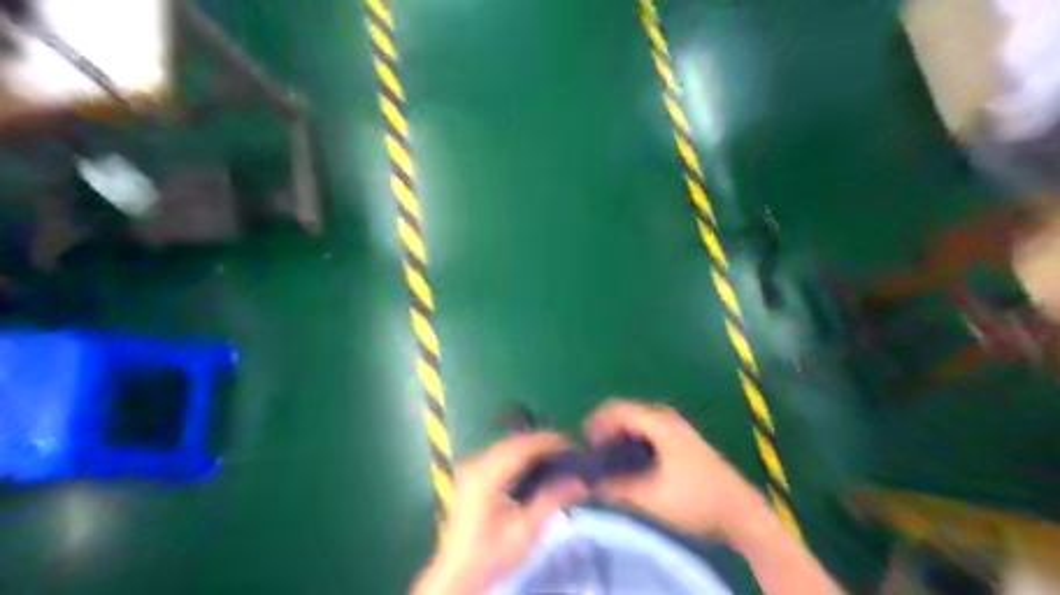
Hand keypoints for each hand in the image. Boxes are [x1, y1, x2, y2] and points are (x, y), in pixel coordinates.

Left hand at [408, 432, 587, 594]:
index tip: (572, 445)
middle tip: (568, 450)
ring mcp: (470, 468)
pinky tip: (534, 465)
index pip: (521, 446)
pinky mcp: (471, 477)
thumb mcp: (525, 531)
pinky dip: (519, 456)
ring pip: (506, 447)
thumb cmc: (491, 554)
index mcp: (486, 474)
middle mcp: (475, 464)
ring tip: (556, 455)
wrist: (457, 574)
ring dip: (530, 448)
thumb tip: (580, 482)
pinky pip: (499, 455)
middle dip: (541, 443)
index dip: (548, 441)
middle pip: (513, 442)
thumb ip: (551, 501)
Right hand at [584, 401, 767, 538]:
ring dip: (618, 439)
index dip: (595, 423)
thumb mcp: (651, 497)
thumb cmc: (696, 500)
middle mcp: (666, 417)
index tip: (583, 447)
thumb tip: (587, 483)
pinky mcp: (679, 440)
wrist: (741, 513)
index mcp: (659, 423)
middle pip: (624, 414)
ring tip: (607, 464)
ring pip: (635, 424)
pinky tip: (629, 466)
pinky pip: (646, 432)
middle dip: (605, 432)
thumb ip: (615, 488)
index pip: (616, 409)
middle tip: (593, 458)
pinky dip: (631, 444)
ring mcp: (675, 427)